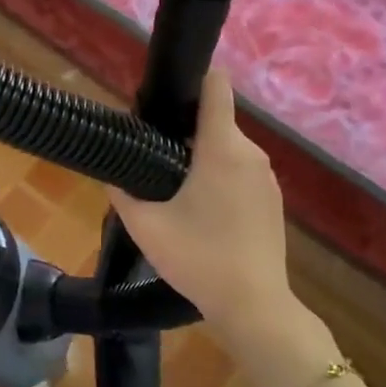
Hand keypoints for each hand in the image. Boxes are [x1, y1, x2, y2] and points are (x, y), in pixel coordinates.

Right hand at [108, 69, 299, 349]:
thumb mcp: (145, 226)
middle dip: (185, 130)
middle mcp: (251, 154)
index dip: (192, 81)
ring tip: (173, 188)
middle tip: (152, 157)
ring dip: (202, 158)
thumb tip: (113, 174)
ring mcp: (267, 178)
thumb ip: (123, 192)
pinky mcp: (272, 200)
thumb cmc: (199, 258)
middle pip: (216, 121)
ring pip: (228, 149)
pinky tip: (201, 211)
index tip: (163, 98)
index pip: (216, 87)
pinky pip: (241, 172)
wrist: (253, 305)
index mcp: (222, 148)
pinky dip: (220, 178)